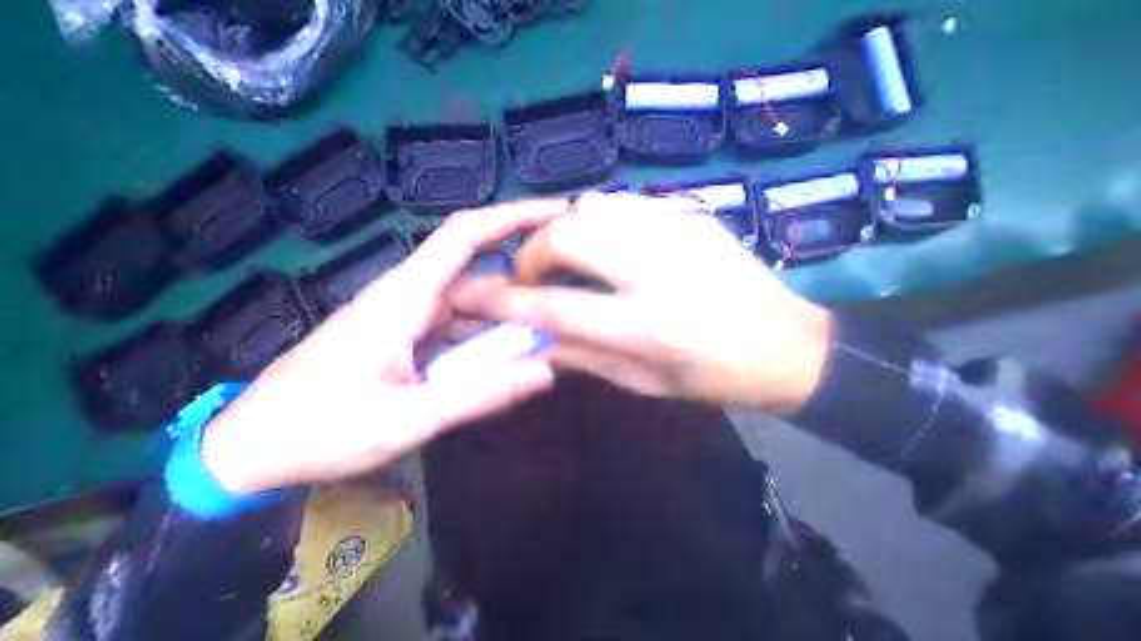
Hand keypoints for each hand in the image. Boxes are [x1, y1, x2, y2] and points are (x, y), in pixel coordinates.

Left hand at [202, 201, 568, 494]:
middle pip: (473, 277)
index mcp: (401, 301)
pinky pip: (447, 331)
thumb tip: (546, 370)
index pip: (463, 237)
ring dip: (500, 321)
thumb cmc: (320, 431)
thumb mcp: (408, 419)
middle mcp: (402, 299)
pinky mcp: (393, 341)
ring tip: (544, 341)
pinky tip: (498, 365)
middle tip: (568, 309)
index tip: (557, 213)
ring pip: (462, 308)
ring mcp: (396, 320)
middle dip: (520, 289)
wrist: (247, 450)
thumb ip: (479, 394)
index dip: (512, 217)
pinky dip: (477, 342)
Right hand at [451, 194, 834, 409]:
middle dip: (533, 253)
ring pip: (594, 206)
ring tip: (570, 260)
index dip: (503, 300)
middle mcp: (658, 272)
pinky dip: (601, 223)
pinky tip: (610, 248)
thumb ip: (582, 356)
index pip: (554, 307)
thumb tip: (532, 335)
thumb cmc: (715, 378)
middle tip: (534, 276)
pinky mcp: (692, 216)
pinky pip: (626, 204)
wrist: (790, 345)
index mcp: (647, 328)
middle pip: (568, 235)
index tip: (471, 294)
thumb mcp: (646, 384)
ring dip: (566, 232)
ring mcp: (678, 234)